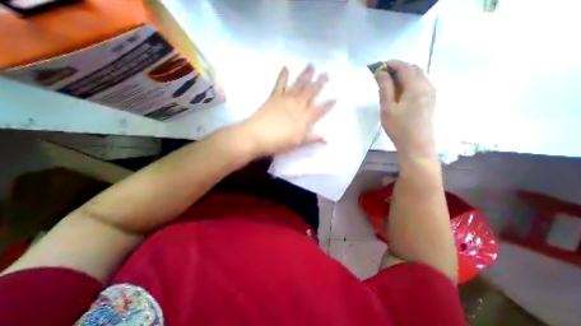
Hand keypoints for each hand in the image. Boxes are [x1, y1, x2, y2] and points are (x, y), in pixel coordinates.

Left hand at [237, 63, 336, 157]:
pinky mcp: (274, 97)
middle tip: (326, 73)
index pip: (320, 110)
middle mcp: (298, 106)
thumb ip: (311, 139)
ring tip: (312, 65)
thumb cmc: (278, 144)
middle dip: (319, 83)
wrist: (256, 137)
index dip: (328, 105)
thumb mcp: (297, 144)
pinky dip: (283, 76)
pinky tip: (286, 67)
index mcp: (304, 119)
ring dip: (306, 75)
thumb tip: (326, 139)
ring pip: (299, 85)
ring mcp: (286, 100)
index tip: (335, 98)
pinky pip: (279, 84)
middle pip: (311, 93)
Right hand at [377, 60, 435, 159]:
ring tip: (390, 86)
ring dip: (404, 76)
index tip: (380, 66)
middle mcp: (427, 86)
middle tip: (383, 77)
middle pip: (413, 69)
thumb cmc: (399, 128)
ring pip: (418, 76)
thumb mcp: (387, 109)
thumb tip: (381, 73)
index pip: (404, 67)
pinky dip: (410, 83)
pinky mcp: (431, 100)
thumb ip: (385, 89)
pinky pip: (421, 84)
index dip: (392, 64)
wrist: (417, 145)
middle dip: (398, 69)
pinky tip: (401, 94)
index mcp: (415, 87)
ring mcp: (431, 93)